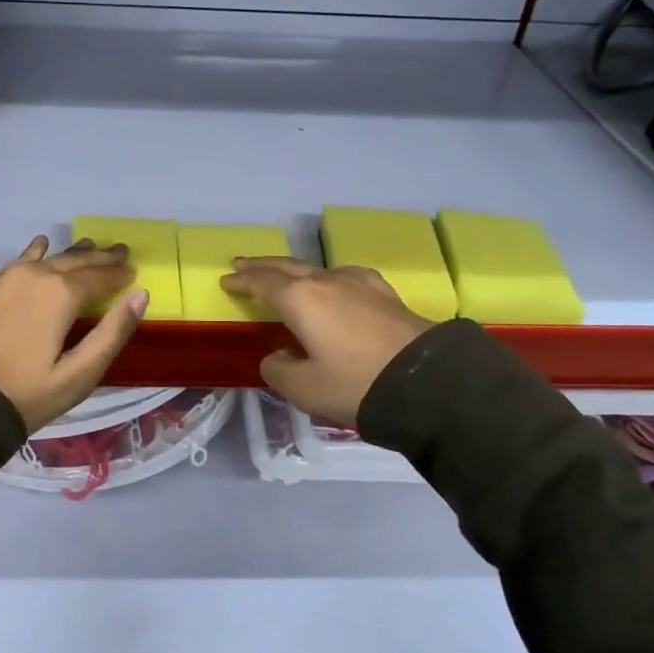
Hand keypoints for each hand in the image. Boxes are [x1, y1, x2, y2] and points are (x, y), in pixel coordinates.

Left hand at [0, 237, 147, 433]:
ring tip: (86, 247)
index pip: (99, 276)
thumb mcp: (76, 376)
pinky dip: (34, 256)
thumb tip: (140, 296)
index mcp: (60, 294)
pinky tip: (37, 250)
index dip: (119, 273)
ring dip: (69, 254)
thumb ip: (111, 334)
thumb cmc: (20, 395)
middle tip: (119, 250)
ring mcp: (1, 279)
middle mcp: (32, 276)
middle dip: (99, 257)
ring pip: (44, 259)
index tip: (134, 270)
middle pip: (73, 261)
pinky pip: (15, 264)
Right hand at [220, 259, 432, 425]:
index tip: (226, 280)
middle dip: (262, 265)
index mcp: (300, 300)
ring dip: (294, 269)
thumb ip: (279, 370)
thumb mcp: (304, 388)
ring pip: (316, 268)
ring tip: (285, 274)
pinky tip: (336, 283)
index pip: (262, 283)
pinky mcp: (384, 293)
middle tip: (243, 263)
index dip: (242, 281)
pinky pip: (345, 276)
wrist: (426, 382)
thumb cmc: (355, 384)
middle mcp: (326, 282)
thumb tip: (277, 356)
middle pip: (286, 267)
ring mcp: (358, 284)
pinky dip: (328, 277)